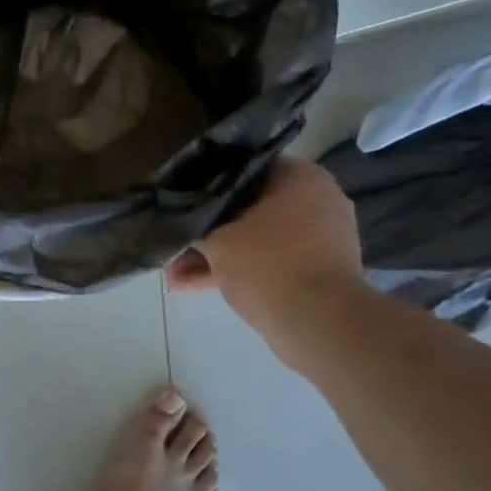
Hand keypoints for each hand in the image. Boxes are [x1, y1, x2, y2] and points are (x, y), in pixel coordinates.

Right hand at [164, 156, 367, 356]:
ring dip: (215, 254)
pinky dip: (234, 270)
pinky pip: (267, 262)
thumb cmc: (268, 265)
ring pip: (254, 239)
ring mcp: (317, 239)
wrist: (318, 324)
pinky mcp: (313, 271)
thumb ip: (195, 225)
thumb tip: (178, 220)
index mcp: (301, 179)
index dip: (207, 180)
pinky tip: (189, 285)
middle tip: (174, 238)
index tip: (181, 194)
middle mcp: (316, 201)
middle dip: (207, 228)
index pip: (245, 166)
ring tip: (172, 271)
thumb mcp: (218, 240)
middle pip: (248, 207)